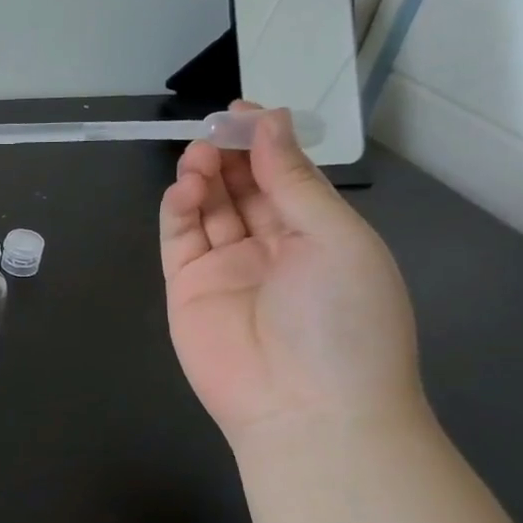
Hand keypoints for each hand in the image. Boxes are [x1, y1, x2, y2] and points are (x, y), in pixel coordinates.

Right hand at [159, 104, 423, 443]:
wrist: (307, 410)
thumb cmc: (343, 319)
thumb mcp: (336, 238)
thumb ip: (294, 180)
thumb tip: (270, 121)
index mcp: (318, 236)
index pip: (285, 177)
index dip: (265, 142)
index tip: (243, 111)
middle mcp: (271, 248)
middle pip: (243, 188)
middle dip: (230, 154)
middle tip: (214, 131)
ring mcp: (226, 269)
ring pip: (208, 208)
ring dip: (202, 176)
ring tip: (198, 156)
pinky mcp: (186, 287)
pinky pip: (179, 238)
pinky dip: (178, 208)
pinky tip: (186, 188)